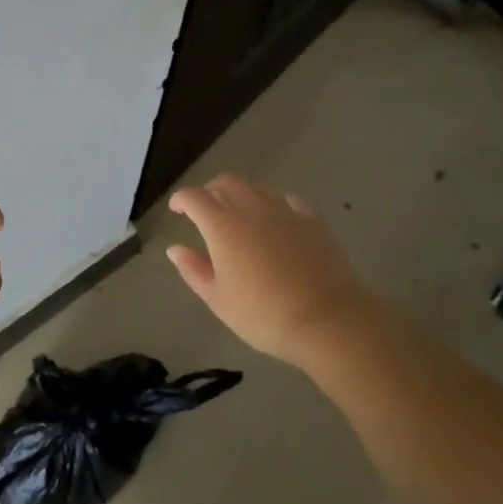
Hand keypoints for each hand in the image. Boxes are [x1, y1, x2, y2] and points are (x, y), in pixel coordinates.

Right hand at [166, 175, 368, 363]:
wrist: (327, 320)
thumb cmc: (263, 314)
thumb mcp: (218, 299)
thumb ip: (194, 270)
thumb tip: (175, 249)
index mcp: (222, 226)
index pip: (195, 198)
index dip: (182, 199)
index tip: (177, 209)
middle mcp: (252, 208)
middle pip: (227, 182)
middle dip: (211, 190)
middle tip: (206, 209)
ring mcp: (285, 211)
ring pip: (257, 187)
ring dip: (242, 193)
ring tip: (240, 213)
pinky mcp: (313, 220)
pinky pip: (288, 200)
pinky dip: (275, 203)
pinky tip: (277, 218)